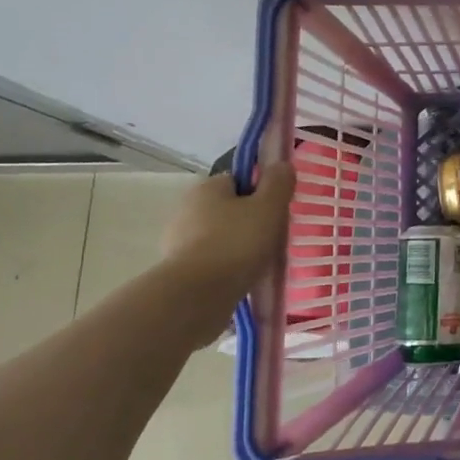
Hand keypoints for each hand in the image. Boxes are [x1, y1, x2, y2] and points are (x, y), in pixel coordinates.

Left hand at [162, 163, 293, 336]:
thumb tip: (281, 164)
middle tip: (273, 237)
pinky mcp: (179, 270)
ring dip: (238, 245)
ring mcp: (178, 241)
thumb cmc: (237, 243)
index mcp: (207, 187)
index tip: (276, 210)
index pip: (239, 180)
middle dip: (250, 220)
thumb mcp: (269, 207)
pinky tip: (243, 278)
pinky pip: (212, 261)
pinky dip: (226, 266)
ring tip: (261, 262)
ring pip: (220, 235)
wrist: (197, 295)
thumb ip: (278, 183)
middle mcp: (187, 209)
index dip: (260, 192)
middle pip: (229, 208)